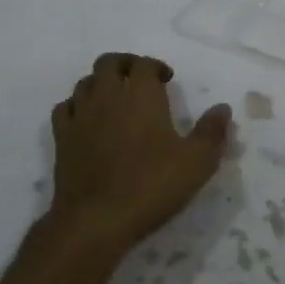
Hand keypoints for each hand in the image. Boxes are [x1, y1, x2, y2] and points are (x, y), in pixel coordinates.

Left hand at [48, 53, 230, 259]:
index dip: (156, 66)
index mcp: (141, 94)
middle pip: (109, 62)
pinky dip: (77, 105)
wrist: (96, 221)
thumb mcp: (197, 162)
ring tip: (116, 99)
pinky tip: (87, 120)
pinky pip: (65, 108)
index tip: (167, 80)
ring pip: (85, 82)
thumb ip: (212, 131)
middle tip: (140, 80)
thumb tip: (222, 108)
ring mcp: (80, 116)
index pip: (144, 64)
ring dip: (101, 83)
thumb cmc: (151, 186)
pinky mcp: (62, 139)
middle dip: (126, 65)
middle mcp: (108, 96)